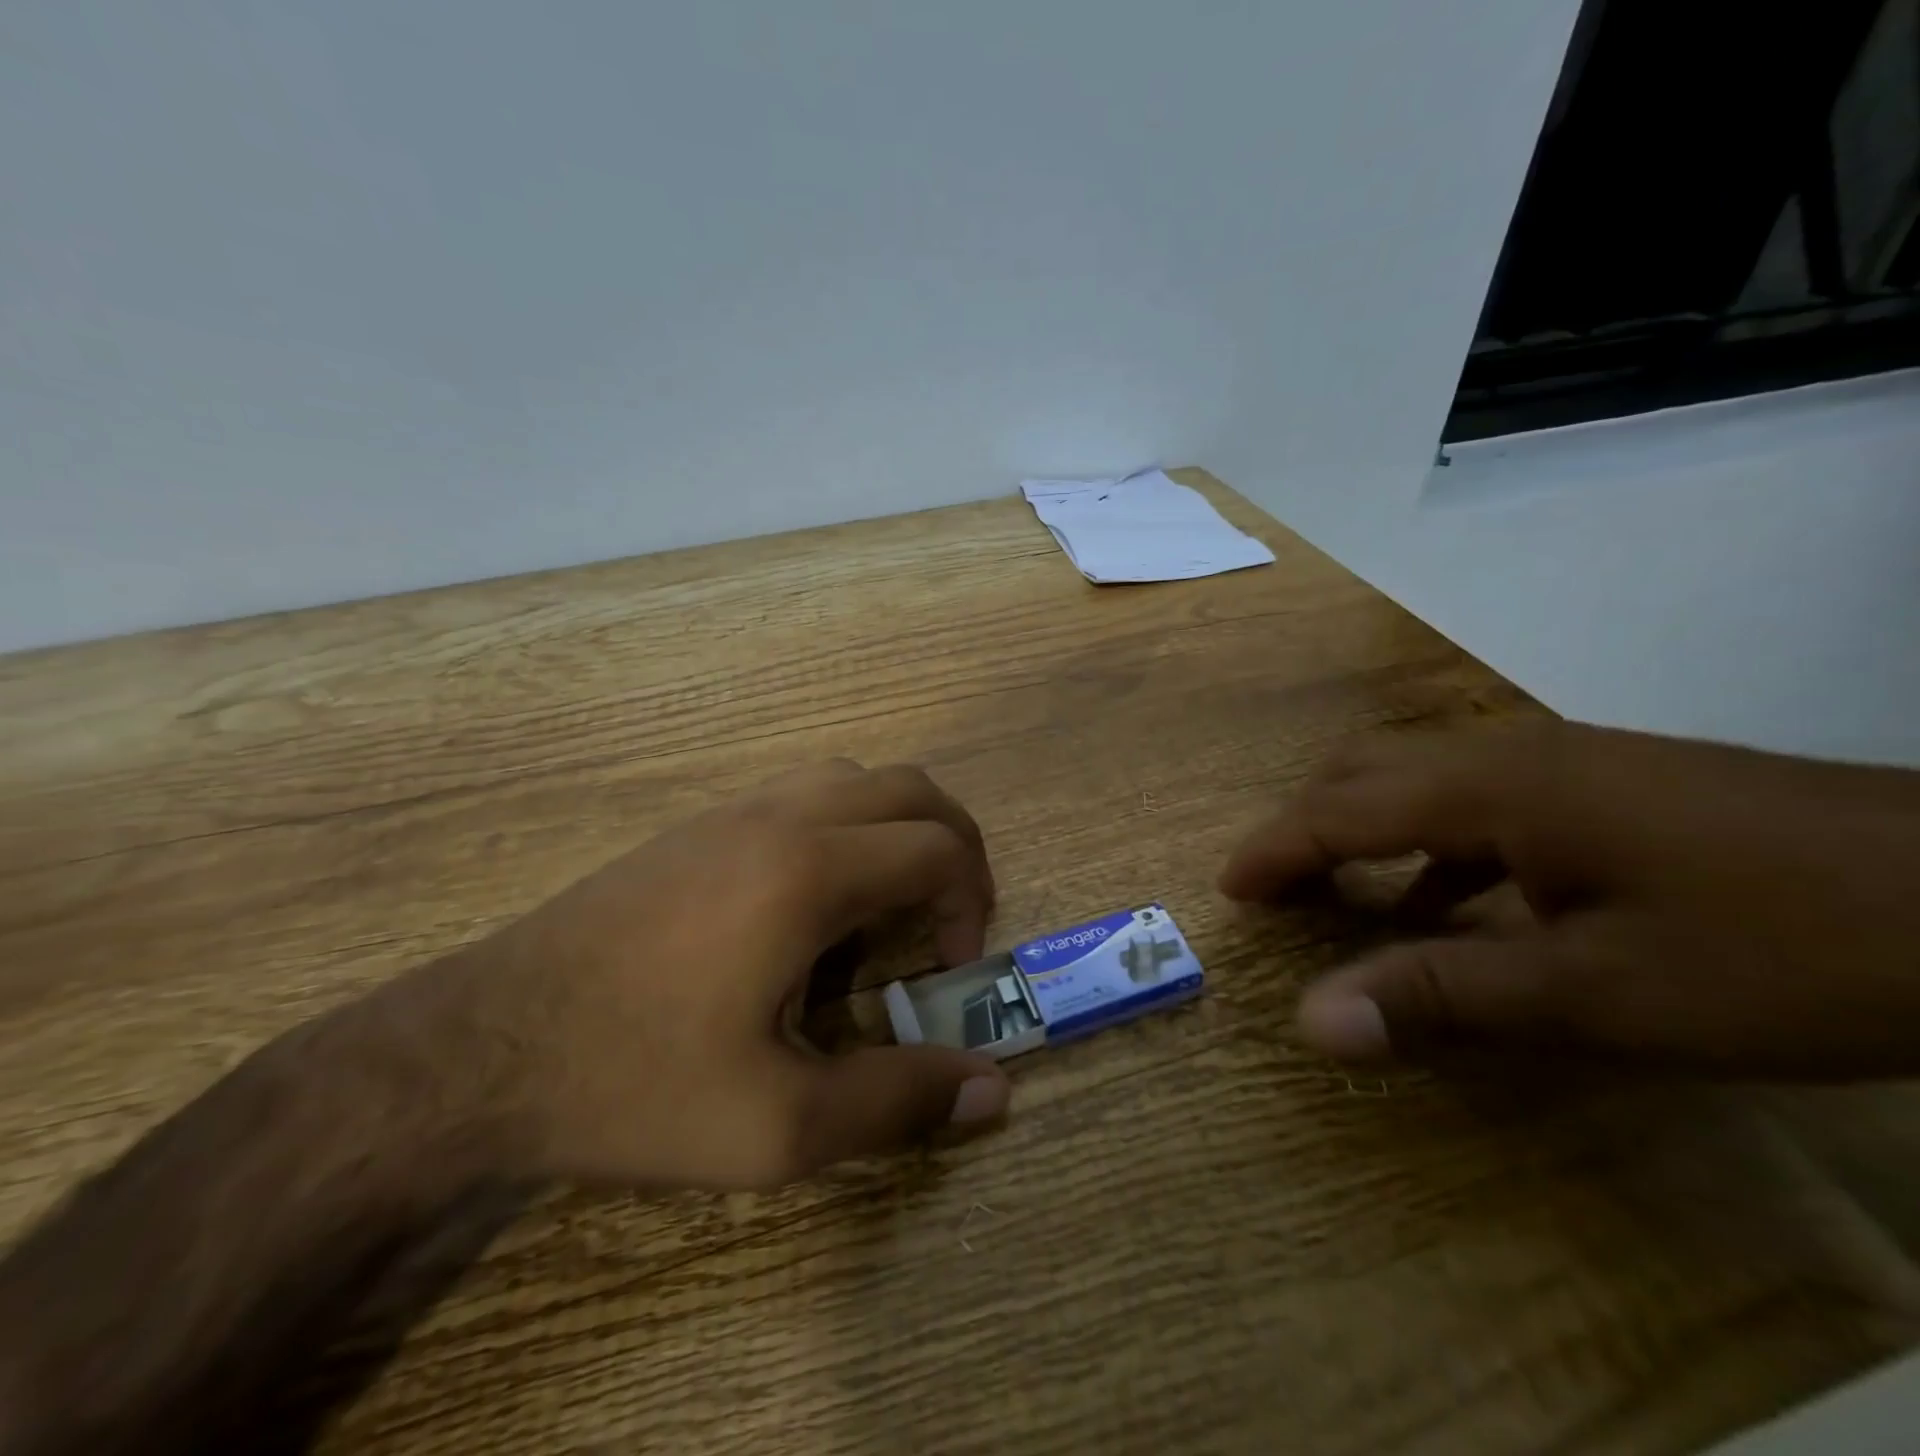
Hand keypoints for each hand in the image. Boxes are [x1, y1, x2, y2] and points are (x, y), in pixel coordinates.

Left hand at [373, 760, 1010, 1189]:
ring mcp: (732, 811)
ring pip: (853, 779)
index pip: (938, 847)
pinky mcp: (696, 825)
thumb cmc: (634, 1083)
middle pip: (909, 788)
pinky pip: (801, 794)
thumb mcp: (778, 1125)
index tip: (947, 969)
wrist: (475, 1050)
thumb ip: (898, 1102)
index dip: (969, 902)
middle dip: (953, 845)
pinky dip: (844, 827)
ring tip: (883, 909)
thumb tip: (994, 1092)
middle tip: (944, 921)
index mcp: (809, 872)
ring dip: (895, 829)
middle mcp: (780, 817)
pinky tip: (811, 904)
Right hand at [1222, 722, 1919, 1077]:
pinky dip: (1432, 842)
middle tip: (1276, 889)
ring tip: (1344, 892)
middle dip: (1306, 826)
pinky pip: (1477, 797)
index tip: (1228, 890)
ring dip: (1365, 827)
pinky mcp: (1604, 781)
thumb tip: (1311, 1021)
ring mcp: (1562, 761)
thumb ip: (1443, 996)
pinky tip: (1457, 897)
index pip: (1341, 810)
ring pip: (1419, 776)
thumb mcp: (1600, 993)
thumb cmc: (1780, 948)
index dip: (1275, 850)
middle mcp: (1509, 753)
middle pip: (1366, 771)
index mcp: (1492, 787)